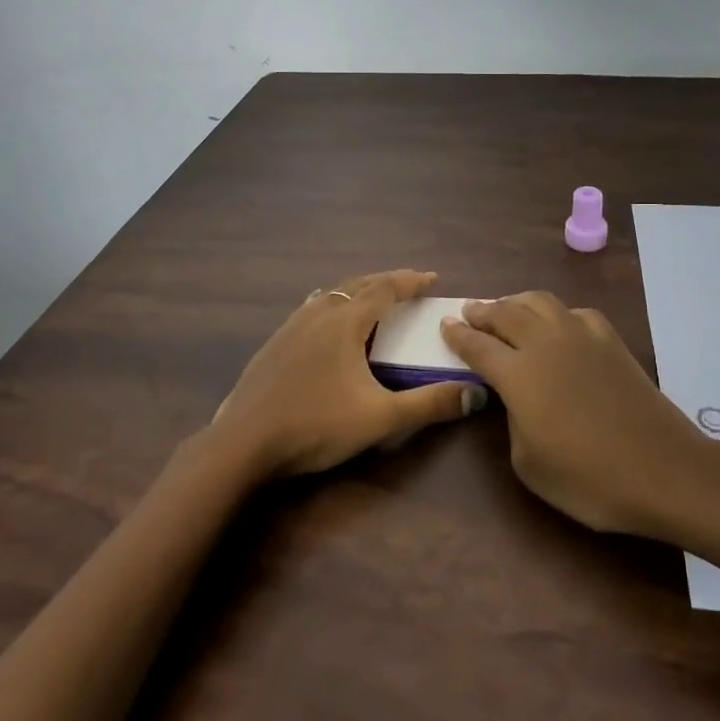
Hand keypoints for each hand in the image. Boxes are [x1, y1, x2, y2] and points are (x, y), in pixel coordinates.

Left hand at [209, 269, 488, 479]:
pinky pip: (311, 309)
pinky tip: (325, 322)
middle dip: (386, 281)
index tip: (433, 278)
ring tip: (372, 299)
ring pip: (331, 295)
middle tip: (409, 284)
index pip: (385, 289)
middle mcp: (318, 314)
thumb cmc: (316, 425)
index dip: (411, 282)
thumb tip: (476, 394)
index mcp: (345, 322)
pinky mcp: (273, 344)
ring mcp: (291, 326)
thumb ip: (429, 404)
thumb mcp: (380, 418)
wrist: (243, 442)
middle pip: (358, 285)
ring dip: (357, 291)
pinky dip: (332, 305)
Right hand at [441, 291, 710, 535]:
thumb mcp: (529, 464)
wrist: (663, 469)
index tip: (444, 325)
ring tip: (507, 308)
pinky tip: (559, 325)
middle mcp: (545, 344)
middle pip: (506, 313)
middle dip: (483, 311)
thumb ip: (512, 421)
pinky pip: (576, 312)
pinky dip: (558, 313)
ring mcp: (582, 337)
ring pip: (541, 302)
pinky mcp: (611, 342)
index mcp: (518, 374)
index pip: (478, 345)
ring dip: (516, 302)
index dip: (457, 335)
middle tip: (470, 312)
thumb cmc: (589, 478)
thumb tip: (517, 399)